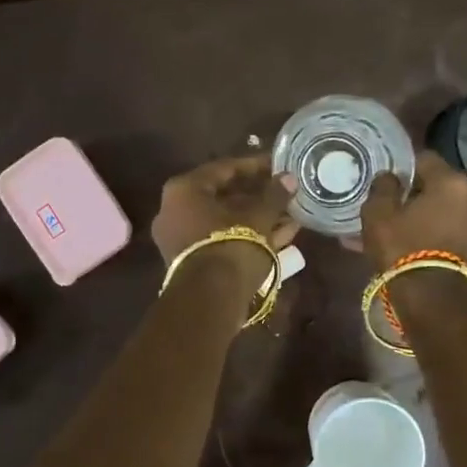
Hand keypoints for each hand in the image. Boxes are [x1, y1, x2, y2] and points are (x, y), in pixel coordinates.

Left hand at [152, 155, 298, 285]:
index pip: (224, 168)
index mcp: (184, 190)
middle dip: (259, 196)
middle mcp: (175, 211)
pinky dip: (250, 237)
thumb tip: (288, 179)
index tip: (278, 165)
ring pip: (227, 222)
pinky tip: (283, 235)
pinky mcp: (194, 263)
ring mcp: (182, 239)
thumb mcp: (259, 217)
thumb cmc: (232, 245)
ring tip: (291, 214)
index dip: (255, 166)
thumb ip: (274, 195)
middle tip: (285, 192)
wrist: (211, 300)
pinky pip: (224, 240)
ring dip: (259, 218)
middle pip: (225, 197)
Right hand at [355, 151, 466, 271]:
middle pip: (435, 187)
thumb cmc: (403, 247)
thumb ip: (383, 186)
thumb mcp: (378, 213)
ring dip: (418, 217)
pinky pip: (446, 231)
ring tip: (391, 231)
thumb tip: (390, 177)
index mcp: (450, 181)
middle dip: (411, 195)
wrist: (432, 299)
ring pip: (440, 212)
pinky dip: (428, 234)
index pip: (423, 158)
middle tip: (386, 207)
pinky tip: (405, 246)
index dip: (401, 166)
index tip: (384, 180)